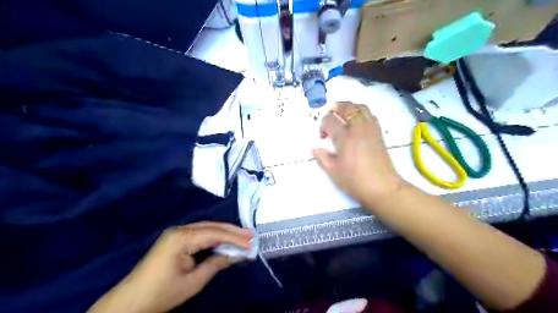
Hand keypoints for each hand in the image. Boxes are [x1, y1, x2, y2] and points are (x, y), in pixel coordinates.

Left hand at [88, 222, 253, 312]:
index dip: (235, 238)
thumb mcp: (192, 282)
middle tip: (252, 235)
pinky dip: (216, 237)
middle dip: (233, 231)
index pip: (214, 234)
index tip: (251, 243)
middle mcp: (180, 230)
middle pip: (212, 226)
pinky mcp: (176, 239)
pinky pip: (201, 234)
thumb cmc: (160, 294)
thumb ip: (216, 264)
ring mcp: (177, 233)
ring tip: (244, 236)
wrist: (129, 303)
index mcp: (181, 238)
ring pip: (208, 228)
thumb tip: (236, 255)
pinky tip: (227, 240)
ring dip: (226, 233)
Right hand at [312, 103, 403, 205]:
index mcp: (344, 137)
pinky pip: (370, 115)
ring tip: (343, 116)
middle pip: (347, 107)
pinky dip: (361, 113)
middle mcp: (358, 128)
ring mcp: (370, 129)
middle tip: (331, 117)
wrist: (382, 187)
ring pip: (360, 107)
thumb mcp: (333, 172)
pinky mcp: (379, 133)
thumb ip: (322, 158)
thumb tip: (315, 148)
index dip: (323, 125)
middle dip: (336, 108)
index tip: (323, 137)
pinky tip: (357, 124)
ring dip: (350, 107)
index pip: (330, 120)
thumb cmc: (355, 181)